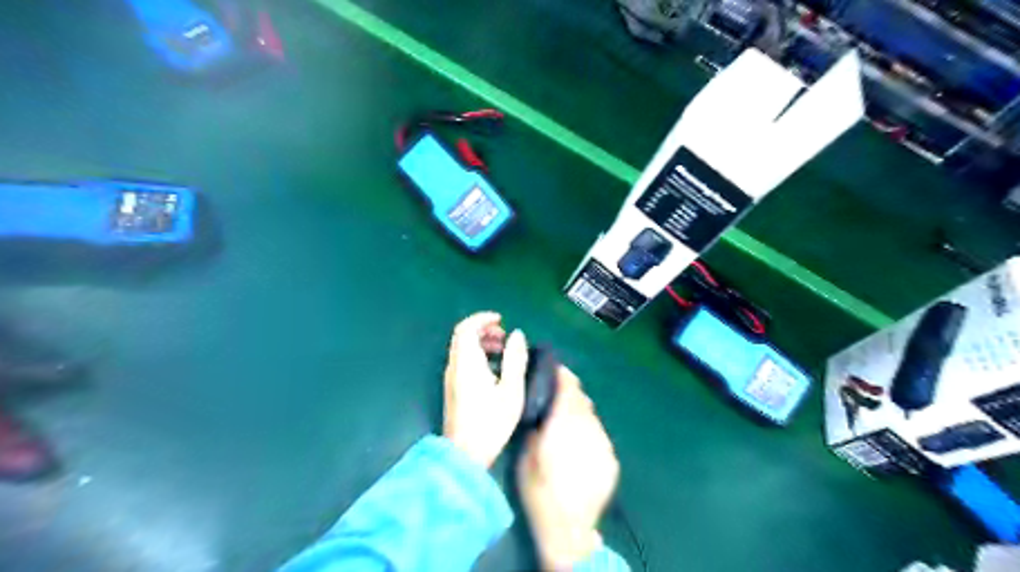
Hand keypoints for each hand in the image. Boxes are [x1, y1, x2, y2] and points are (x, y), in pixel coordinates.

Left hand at [443, 313, 529, 468]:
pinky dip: (477, 355)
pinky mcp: (453, 388)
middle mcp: (455, 366)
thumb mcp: (511, 390)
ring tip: (502, 350)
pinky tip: (494, 369)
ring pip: (462, 348)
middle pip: (463, 336)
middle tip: (504, 336)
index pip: (466, 328)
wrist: (465, 454)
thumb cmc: (490, 423)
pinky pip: (463, 360)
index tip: (501, 320)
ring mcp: (451, 378)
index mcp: (467, 363)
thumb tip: (517, 334)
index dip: (483, 318)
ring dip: (481, 342)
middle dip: (484, 329)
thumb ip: (515, 359)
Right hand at [518, 369, 612, 570]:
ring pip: (593, 416)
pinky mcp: (611, 459)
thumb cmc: (539, 489)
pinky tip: (581, 444)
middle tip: (561, 391)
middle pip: (582, 399)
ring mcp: (603, 443)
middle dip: (572, 391)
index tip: (557, 369)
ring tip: (570, 420)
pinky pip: (600, 435)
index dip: (563, 376)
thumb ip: (536, 428)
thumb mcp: (526, 456)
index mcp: (564, 423)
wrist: (568, 527)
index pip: (568, 389)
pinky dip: (590, 433)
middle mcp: (588, 428)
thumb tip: (542, 412)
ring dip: (581, 413)